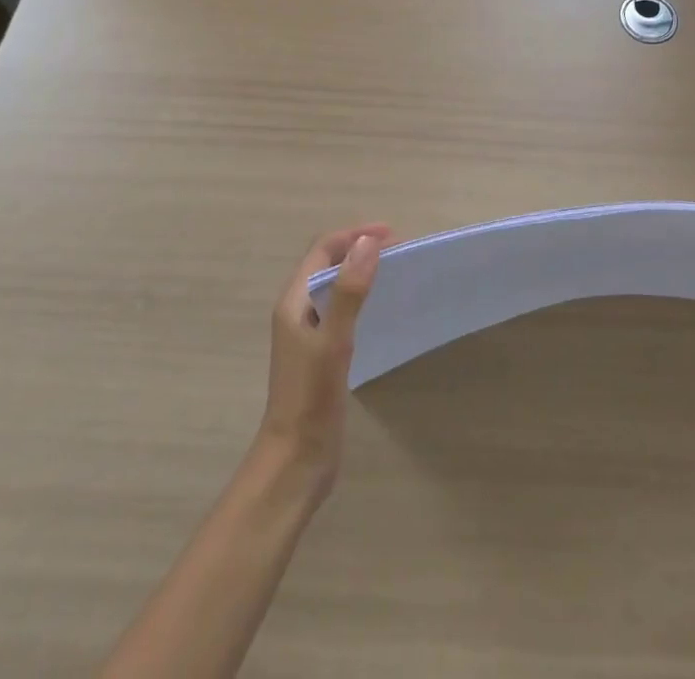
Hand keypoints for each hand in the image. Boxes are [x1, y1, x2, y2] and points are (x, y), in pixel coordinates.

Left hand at [258, 224, 389, 498]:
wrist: (295, 461)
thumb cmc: (310, 397)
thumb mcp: (333, 340)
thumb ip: (349, 291)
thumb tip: (368, 242)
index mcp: (294, 301)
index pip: (324, 249)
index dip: (355, 235)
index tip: (393, 234)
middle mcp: (299, 311)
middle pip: (329, 263)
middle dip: (360, 248)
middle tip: (400, 249)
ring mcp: (309, 333)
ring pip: (336, 287)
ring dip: (362, 271)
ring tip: (395, 271)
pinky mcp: (321, 354)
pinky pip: (343, 310)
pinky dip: (362, 297)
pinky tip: (381, 309)